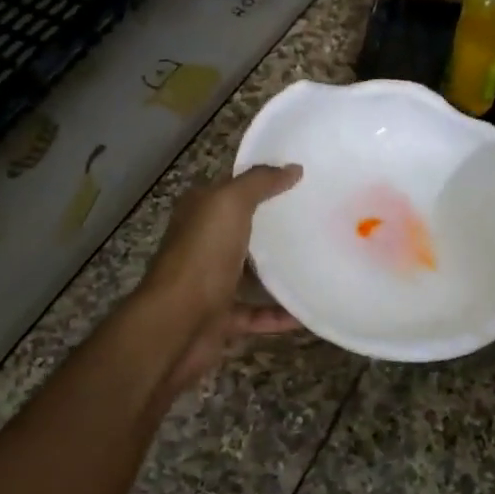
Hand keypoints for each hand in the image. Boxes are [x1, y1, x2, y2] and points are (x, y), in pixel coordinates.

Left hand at [144, 163, 302, 317]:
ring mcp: (210, 283)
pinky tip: (307, 310)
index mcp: (199, 213)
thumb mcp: (229, 204)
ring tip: (318, 261)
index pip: (231, 189)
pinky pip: (256, 314)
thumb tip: (293, 168)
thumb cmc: (202, 256)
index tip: (301, 179)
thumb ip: (259, 183)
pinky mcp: (221, 317)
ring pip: (249, 273)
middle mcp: (202, 245)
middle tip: (317, 218)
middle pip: (242, 230)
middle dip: (274, 226)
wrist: (176, 325)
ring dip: (278, 271)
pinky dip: (280, 314)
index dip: (262, 181)